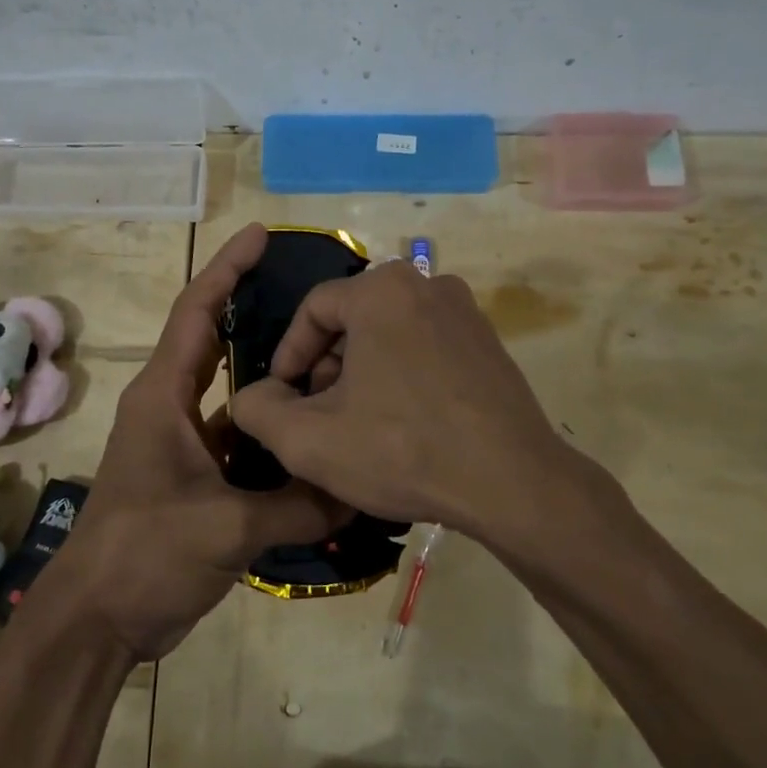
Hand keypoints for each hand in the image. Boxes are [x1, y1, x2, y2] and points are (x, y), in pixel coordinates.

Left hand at [43, 225, 343, 661]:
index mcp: (164, 396)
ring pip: (238, 398)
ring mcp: (185, 445)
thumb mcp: (226, 528)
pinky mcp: (198, 480)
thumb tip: (361, 491)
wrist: (97, 620)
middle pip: (218, 343)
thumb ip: (297, 505)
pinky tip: (317, 440)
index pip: (198, 311)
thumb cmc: (144, 554)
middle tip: (314, 297)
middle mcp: (173, 408)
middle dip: (258, 312)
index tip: (262, 234)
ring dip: (274, 384)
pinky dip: (275, 440)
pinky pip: (244, 444)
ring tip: (332, 364)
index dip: (228, 267)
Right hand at [230, 260, 583, 542]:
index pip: (313, 308)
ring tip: (358, 424)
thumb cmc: (402, 449)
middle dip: (327, 365)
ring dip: (363, 372)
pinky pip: (426, 347)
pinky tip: (403, 424)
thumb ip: (258, 410)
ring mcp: (466, 312)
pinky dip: (402, 375)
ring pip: (389, 333)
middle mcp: (426, 284)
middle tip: (319, 413)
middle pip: (353, 319)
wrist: (513, 483)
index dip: (288, 354)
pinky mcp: (489, 343)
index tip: (283, 396)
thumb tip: (253, 395)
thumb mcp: (308, 439)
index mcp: (381, 290)